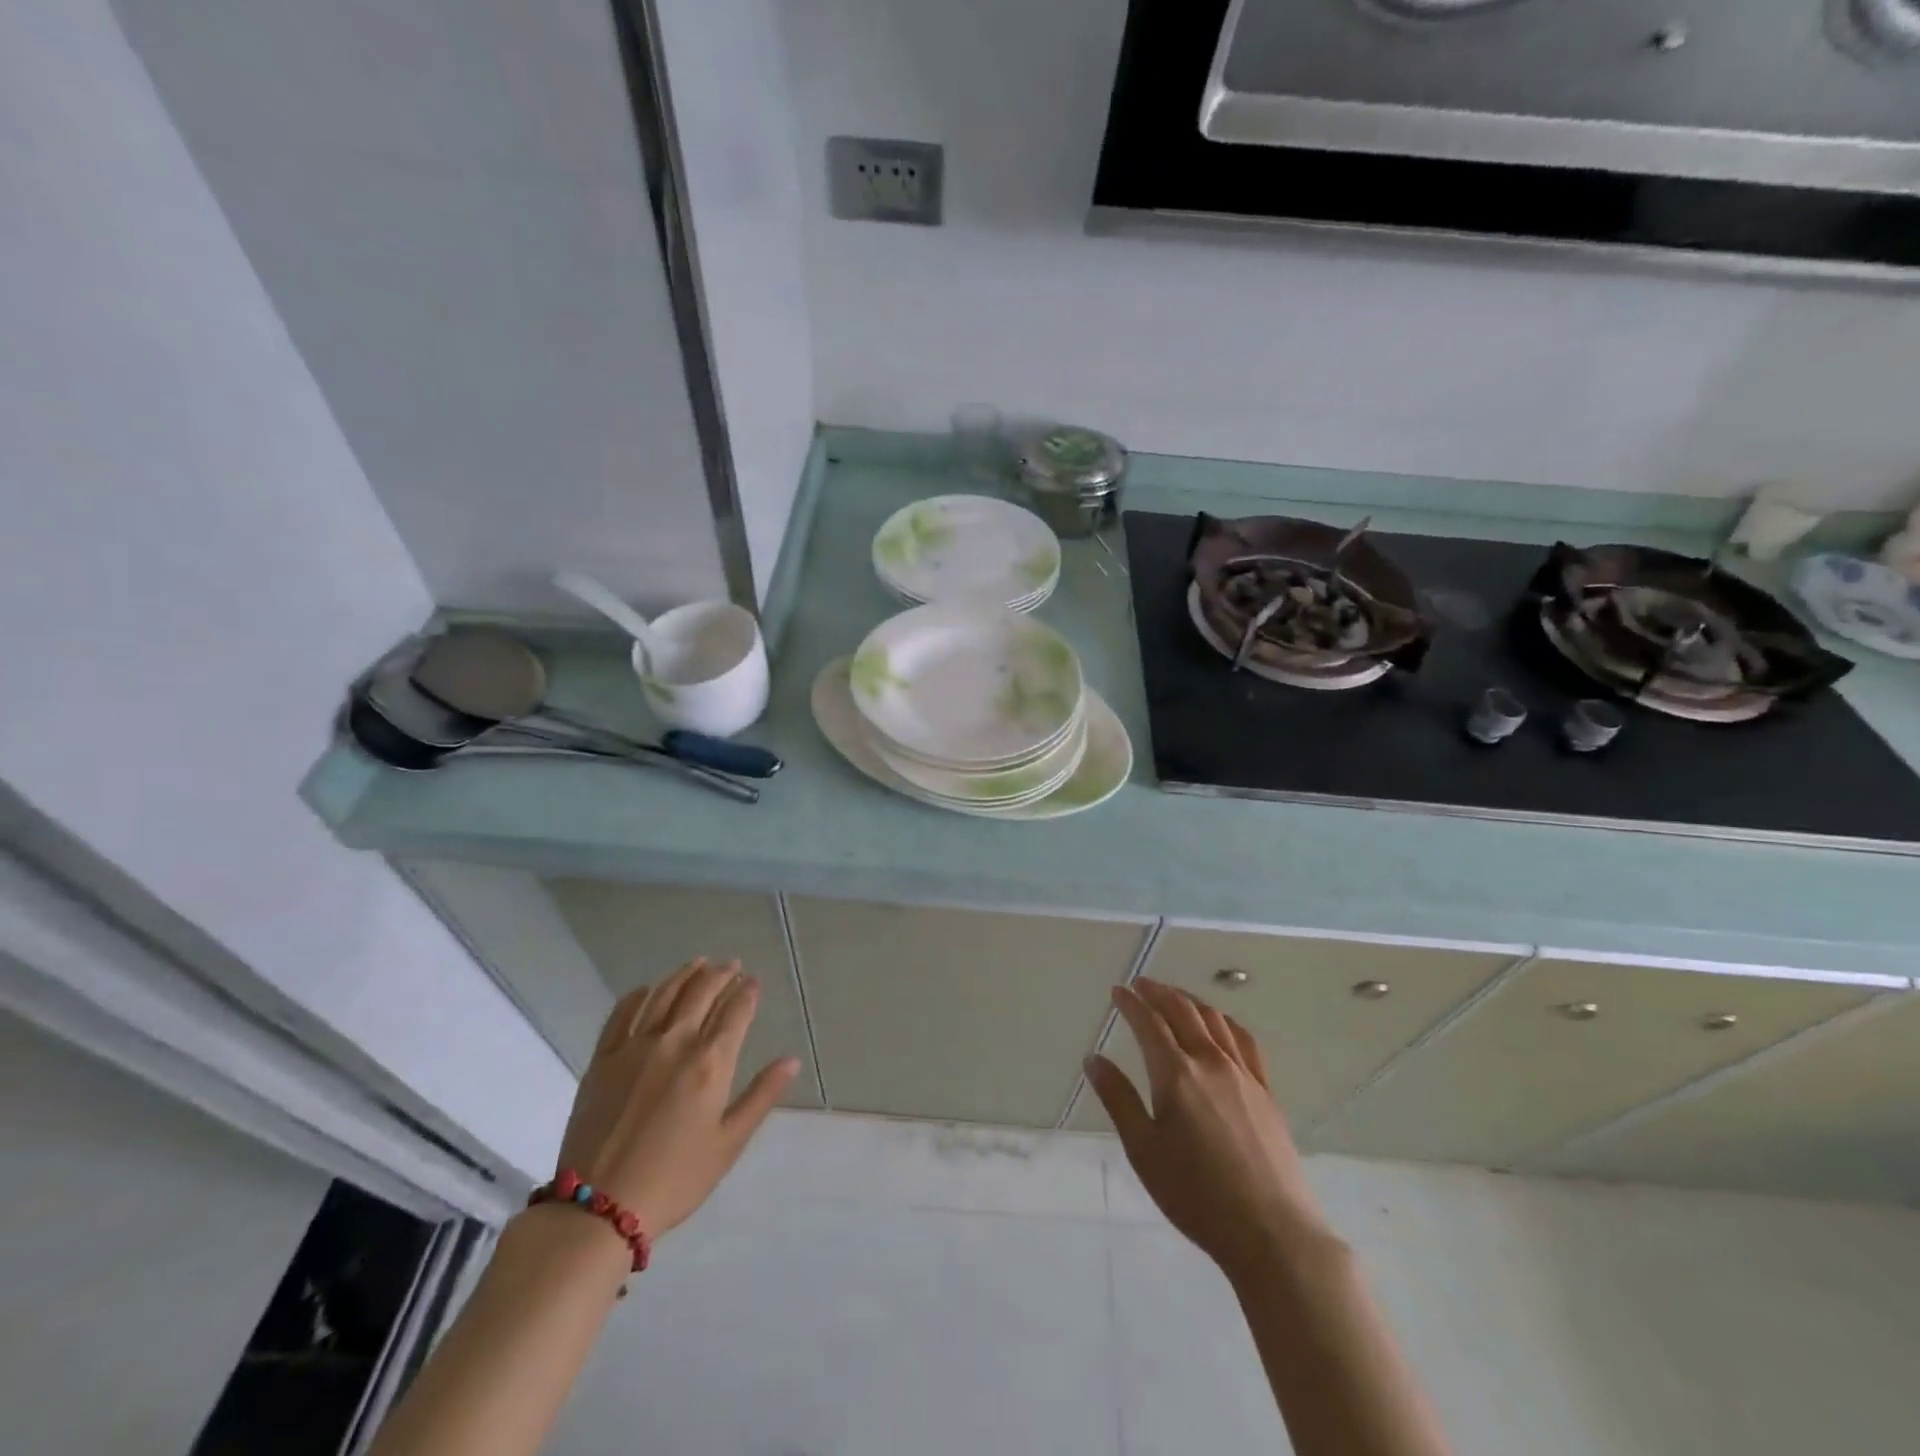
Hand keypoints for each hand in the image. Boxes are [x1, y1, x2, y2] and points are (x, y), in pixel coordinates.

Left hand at [556, 957, 798, 1238]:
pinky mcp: (603, 1059)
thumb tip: (791, 1060)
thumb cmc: (675, 1179)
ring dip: (685, 974)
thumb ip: (761, 1096)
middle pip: (702, 992)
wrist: (599, 1208)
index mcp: (711, 1063)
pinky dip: (639, 995)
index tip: (754, 981)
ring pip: (665, 994)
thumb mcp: (729, 1143)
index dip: (747, 991)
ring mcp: (635, 1046)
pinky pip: (622, 1013)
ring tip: (699, 963)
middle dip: (721, 974)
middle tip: (732, 965)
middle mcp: (675, 1042)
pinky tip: (648, 989)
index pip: (736, 1011)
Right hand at [1085, 978, 1331, 1279]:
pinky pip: (1243, 1041)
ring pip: (1214, 1020)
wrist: (1273, 1233)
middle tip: (1141, 984)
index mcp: (1176, 1074)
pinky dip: (1224, 1021)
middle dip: (1159, 992)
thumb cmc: (1197, 1196)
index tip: (1118, 991)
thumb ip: (1118, 1099)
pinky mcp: (1265, 1091)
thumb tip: (1093, 1059)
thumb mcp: (1144, 1151)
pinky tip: (1220, 1025)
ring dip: (1189, 1000)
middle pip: (1183, 1011)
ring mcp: (1243, 1074)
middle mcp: (1210, 1062)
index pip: (1149, 1023)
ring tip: (1174, 996)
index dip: (1131, 1003)